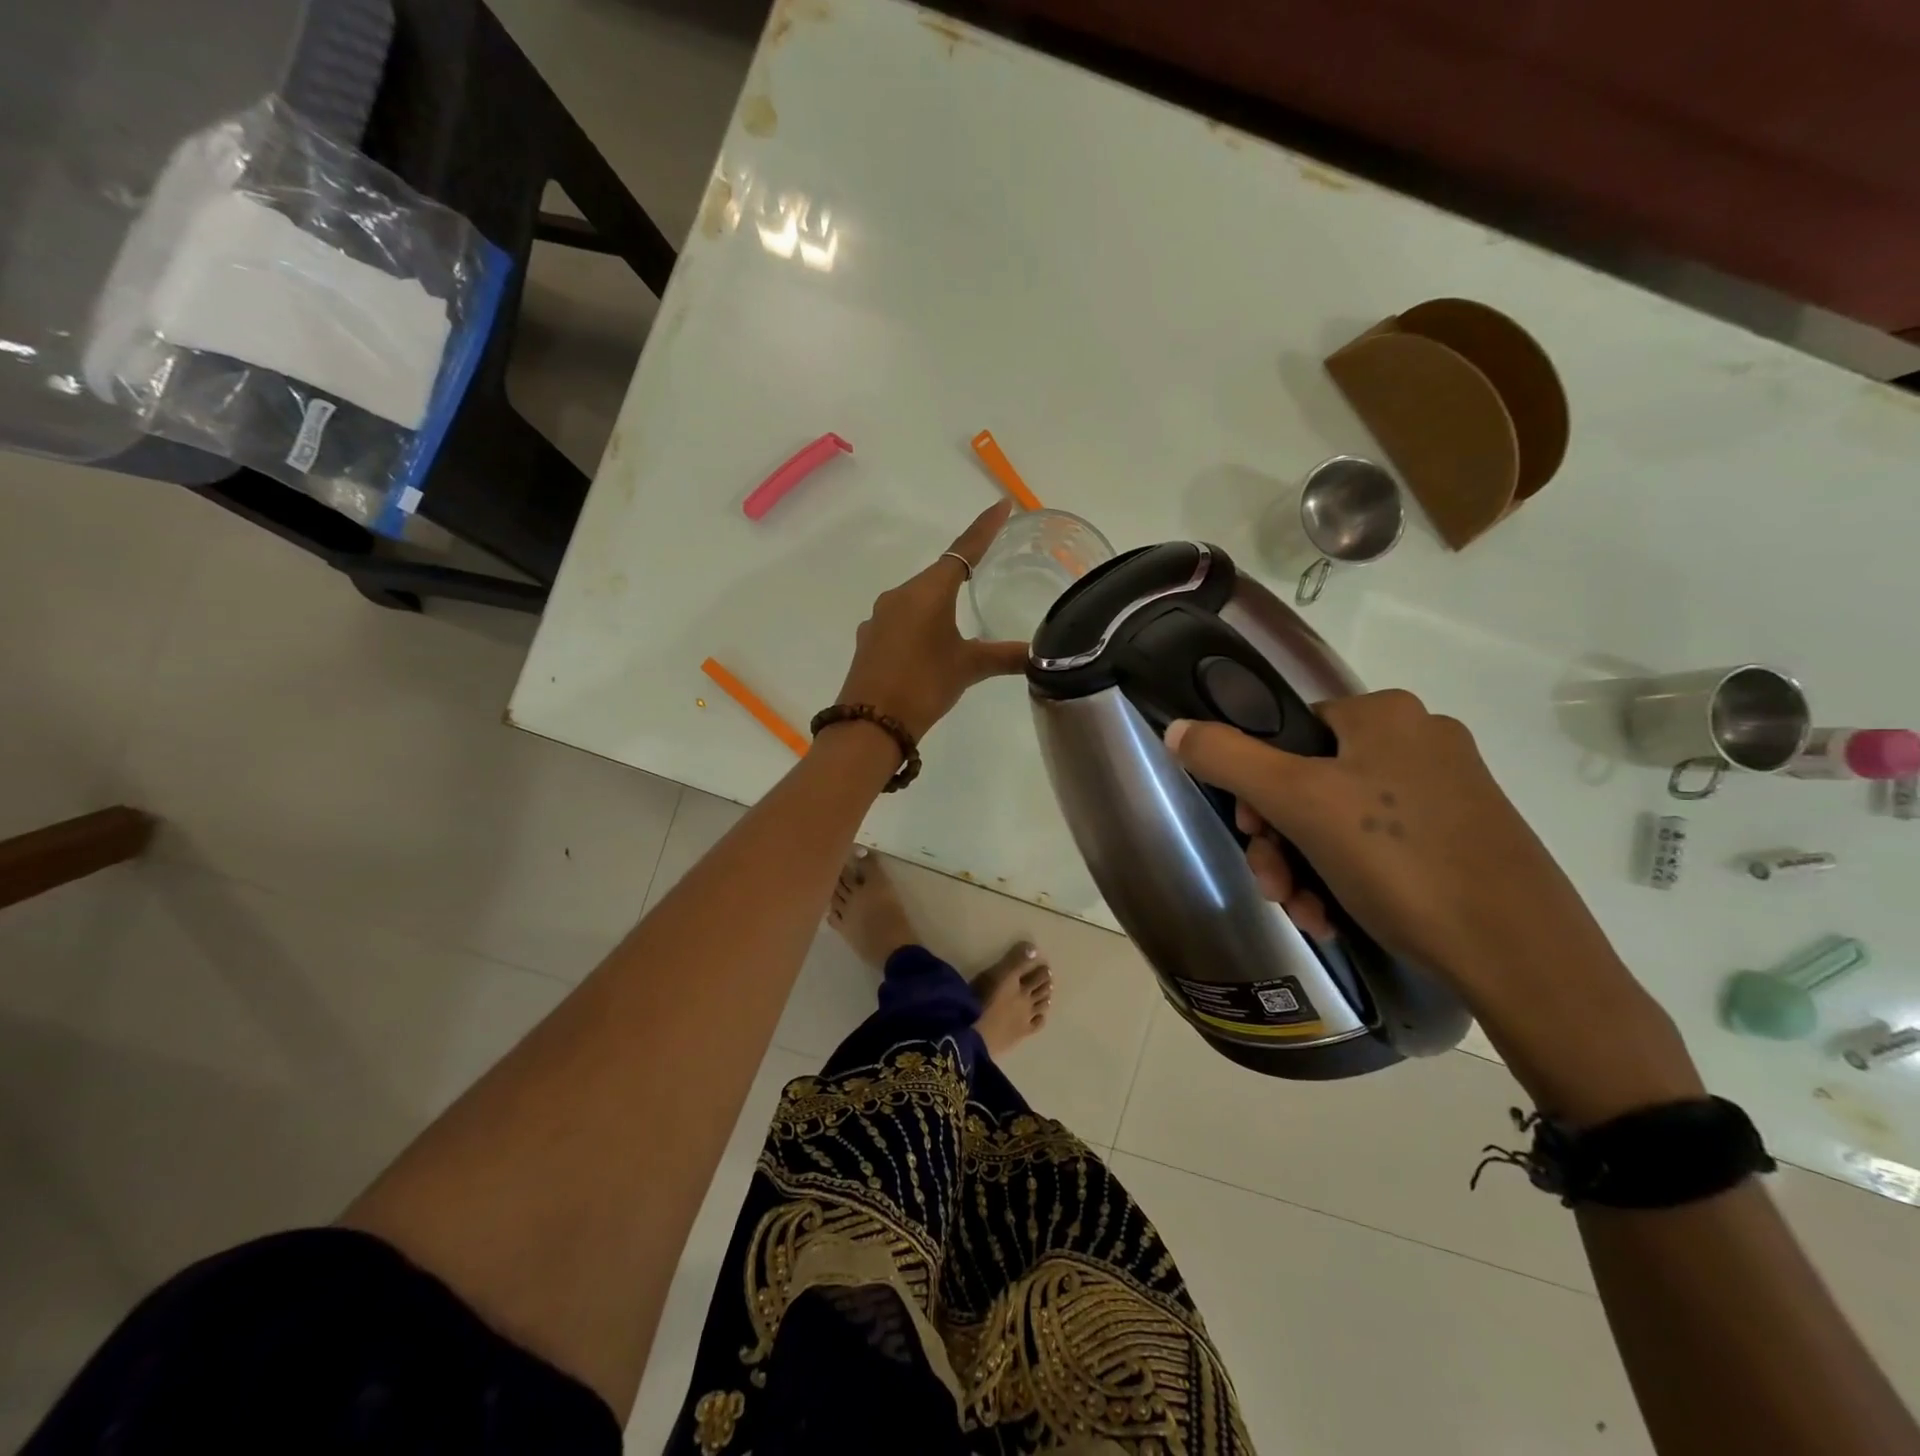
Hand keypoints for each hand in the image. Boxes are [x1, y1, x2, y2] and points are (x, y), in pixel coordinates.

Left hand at [833, 500, 1029, 740]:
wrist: (870, 724)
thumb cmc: (924, 686)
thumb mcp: (969, 669)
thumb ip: (1006, 657)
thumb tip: (1042, 656)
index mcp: (928, 592)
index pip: (963, 550)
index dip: (984, 528)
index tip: (1002, 505)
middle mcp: (900, 595)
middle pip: (938, 575)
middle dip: (962, 574)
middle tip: (988, 572)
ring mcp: (879, 618)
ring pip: (916, 600)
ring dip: (938, 604)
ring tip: (959, 623)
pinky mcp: (869, 639)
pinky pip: (900, 621)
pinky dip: (919, 625)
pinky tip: (927, 647)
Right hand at [1166, 691, 1702, 1119]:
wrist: (1521, 956)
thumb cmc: (1399, 860)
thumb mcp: (1298, 802)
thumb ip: (1228, 758)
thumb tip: (1177, 728)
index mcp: (1384, 714)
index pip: (1287, 732)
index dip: (1255, 785)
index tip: (1251, 833)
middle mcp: (1419, 739)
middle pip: (1310, 780)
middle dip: (1279, 839)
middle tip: (1274, 885)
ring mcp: (1448, 790)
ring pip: (1341, 819)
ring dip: (1305, 867)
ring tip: (1305, 913)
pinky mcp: (1464, 836)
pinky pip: (1380, 846)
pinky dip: (1346, 878)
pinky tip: (1336, 918)